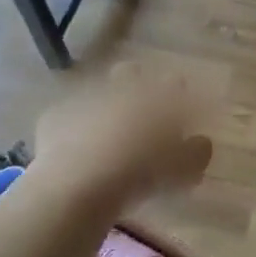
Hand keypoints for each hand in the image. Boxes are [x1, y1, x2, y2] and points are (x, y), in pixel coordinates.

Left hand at [25, 62, 214, 212]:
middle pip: (132, 72)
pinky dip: (75, 126)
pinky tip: (78, 147)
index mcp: (158, 96)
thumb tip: (200, 142)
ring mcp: (85, 98)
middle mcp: (122, 89)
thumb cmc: (142, 173)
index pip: (175, 83)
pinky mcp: (55, 117)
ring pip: (98, 91)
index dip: (181, 95)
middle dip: (137, 83)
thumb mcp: (185, 169)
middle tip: (143, 111)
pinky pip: (68, 116)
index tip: (185, 110)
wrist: (78, 184)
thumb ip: (197, 151)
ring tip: (108, 132)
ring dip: (105, 104)